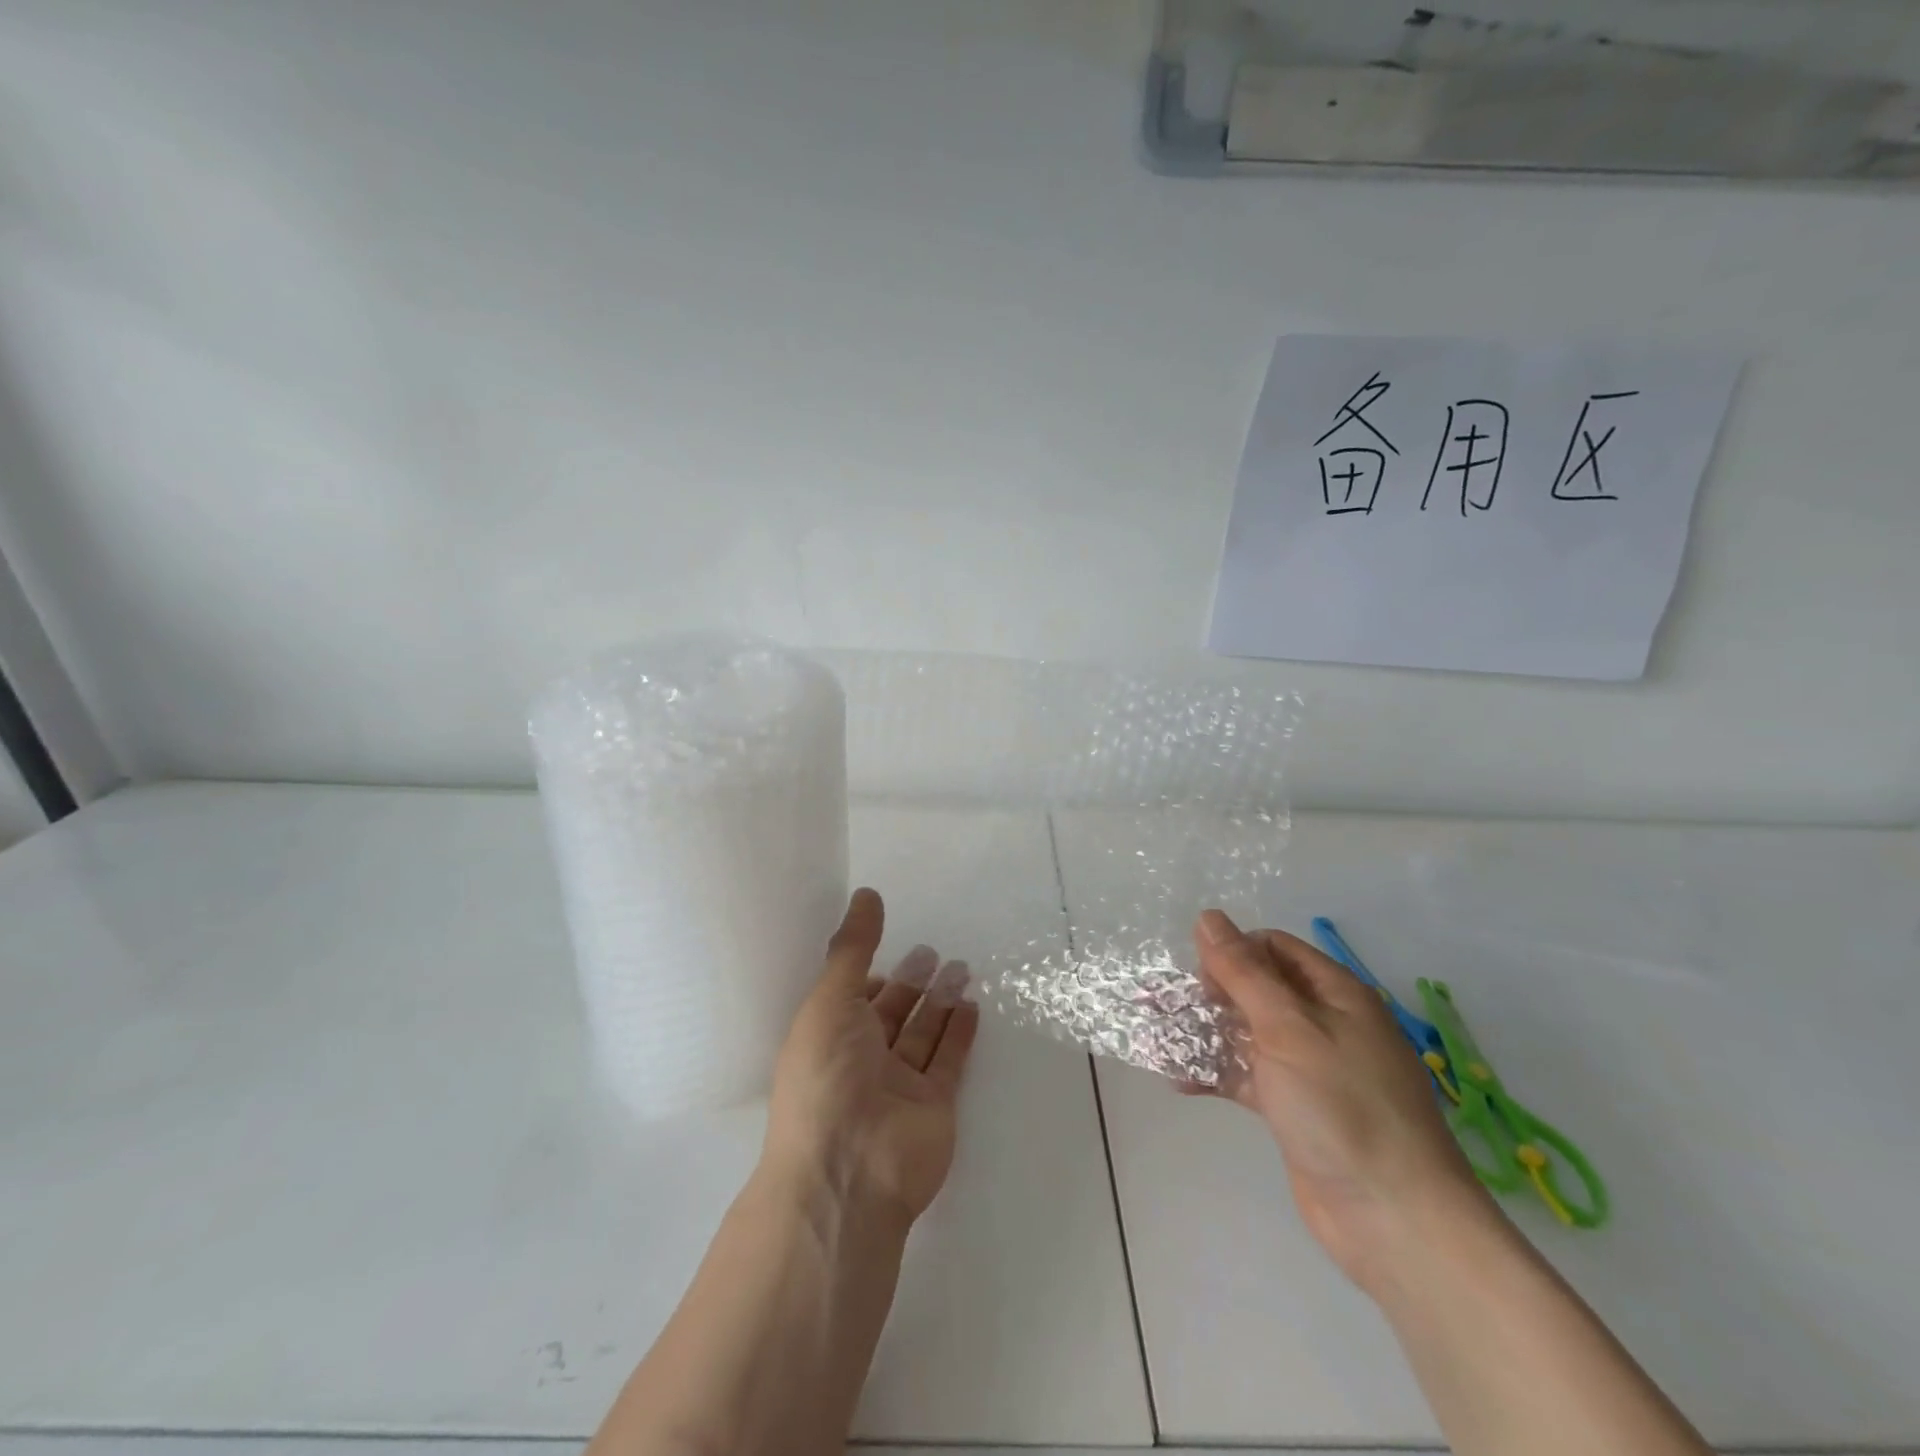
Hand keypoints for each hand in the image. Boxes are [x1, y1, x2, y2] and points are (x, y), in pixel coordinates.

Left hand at [762, 888, 980, 1228]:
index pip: (853, 997)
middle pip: (892, 1013)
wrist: (849, 1171)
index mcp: (829, 1036)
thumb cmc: (826, 1076)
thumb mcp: (830, 1000)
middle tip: (933, 952)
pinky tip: (973, 1005)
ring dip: (941, 1001)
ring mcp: (899, 1085)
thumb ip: (853, 947)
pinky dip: (960, 1034)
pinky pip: (949, 1061)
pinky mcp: (934, 1105)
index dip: (872, 972)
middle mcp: (862, 1059)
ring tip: (962, 968)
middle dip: (912, 982)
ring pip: (923, 1034)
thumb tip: (867, 893)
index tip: (892, 942)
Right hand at [1193, 909, 1497, 1292]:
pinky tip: (1180, 1080)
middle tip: (1166, 1005)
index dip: (1233, 952)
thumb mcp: (1287, 1028)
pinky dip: (1217, 1074)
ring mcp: (1308, 1069)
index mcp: (1335, 993)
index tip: (1200, 977)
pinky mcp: (1294, 1109)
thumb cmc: (1342, 1106)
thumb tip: (1208, 917)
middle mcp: (1323, 1023)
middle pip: (1257, 989)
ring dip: (1206, 1033)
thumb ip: (1243, 972)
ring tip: (1159, 1038)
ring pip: (1247, 1033)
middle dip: (1210, 993)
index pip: (1274, 948)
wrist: (1394, 1220)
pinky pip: (1248, 1077)